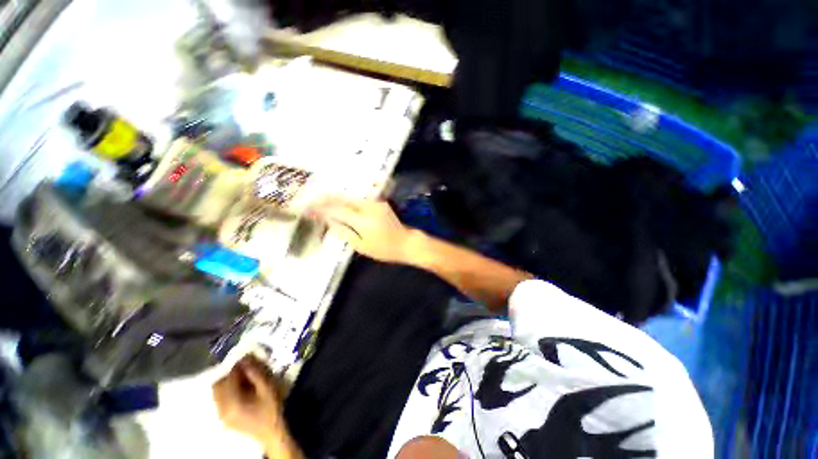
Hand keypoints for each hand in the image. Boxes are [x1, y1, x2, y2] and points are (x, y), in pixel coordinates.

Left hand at [212, 357, 287, 453]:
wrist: (270, 432)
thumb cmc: (271, 408)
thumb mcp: (267, 388)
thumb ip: (255, 373)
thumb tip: (246, 358)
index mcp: (232, 402)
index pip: (228, 377)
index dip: (238, 366)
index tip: (248, 359)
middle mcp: (221, 408)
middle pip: (218, 385)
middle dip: (230, 374)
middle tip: (245, 370)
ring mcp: (220, 415)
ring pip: (217, 392)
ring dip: (228, 383)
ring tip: (243, 380)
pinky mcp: (223, 418)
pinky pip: (219, 400)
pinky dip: (227, 391)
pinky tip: (241, 391)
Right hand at [309, 197, 417, 263]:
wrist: (406, 242)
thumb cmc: (384, 249)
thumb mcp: (362, 246)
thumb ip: (344, 232)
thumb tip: (329, 220)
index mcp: (363, 221)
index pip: (337, 210)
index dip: (322, 208)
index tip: (309, 208)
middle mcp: (369, 207)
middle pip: (344, 199)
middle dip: (327, 198)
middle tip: (312, 199)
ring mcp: (376, 203)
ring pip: (351, 197)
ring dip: (337, 197)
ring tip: (322, 199)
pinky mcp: (380, 203)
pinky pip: (359, 199)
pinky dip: (348, 200)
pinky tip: (340, 201)